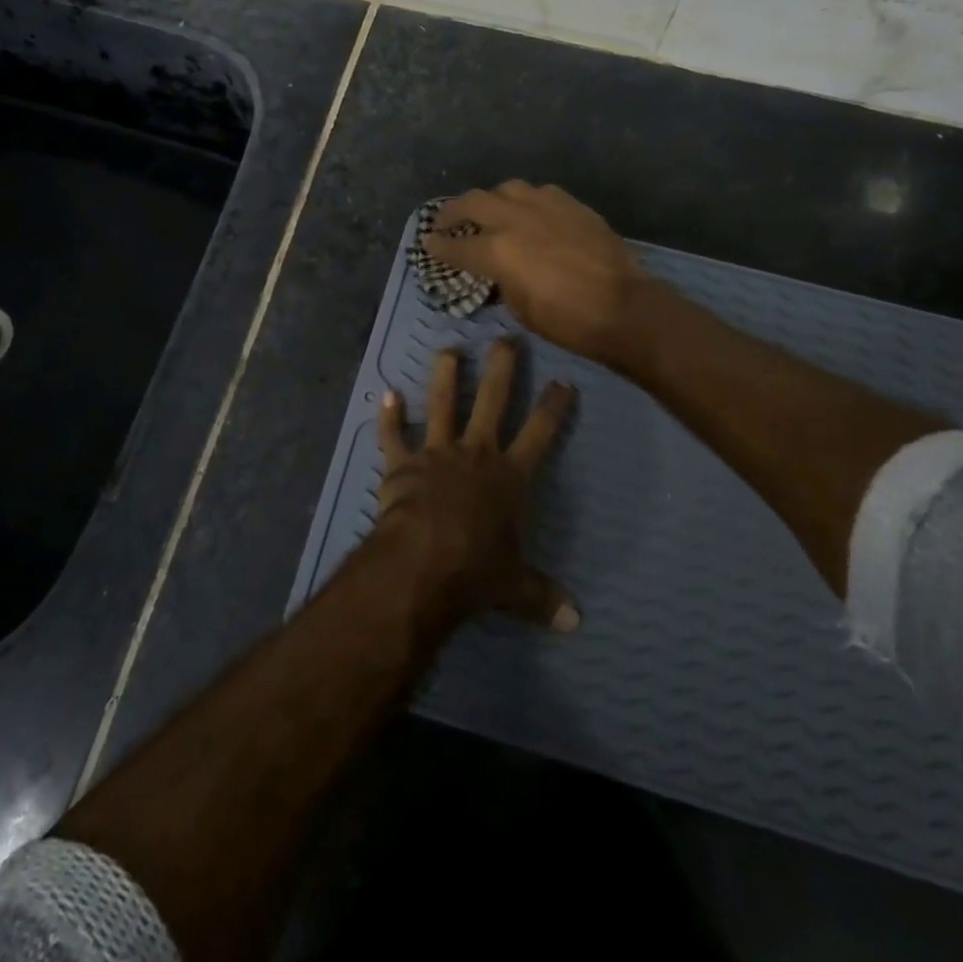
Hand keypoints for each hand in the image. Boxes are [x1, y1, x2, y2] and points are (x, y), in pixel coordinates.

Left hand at [377, 338, 578, 631]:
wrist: (423, 563)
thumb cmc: (476, 570)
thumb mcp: (516, 588)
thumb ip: (544, 597)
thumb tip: (576, 623)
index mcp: (510, 476)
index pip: (540, 432)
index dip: (553, 406)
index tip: (563, 380)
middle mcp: (476, 453)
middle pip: (493, 400)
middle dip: (502, 367)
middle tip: (507, 338)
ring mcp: (436, 453)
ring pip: (442, 403)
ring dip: (444, 375)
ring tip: (449, 348)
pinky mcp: (402, 463)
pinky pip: (393, 435)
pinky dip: (388, 416)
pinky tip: (386, 394)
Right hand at [424, 182, 649, 366]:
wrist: (625, 308)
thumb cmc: (568, 321)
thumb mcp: (521, 309)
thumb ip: (502, 281)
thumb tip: (498, 271)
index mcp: (498, 251)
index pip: (456, 245)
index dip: (438, 246)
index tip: (427, 244)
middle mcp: (517, 219)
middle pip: (473, 202)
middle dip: (453, 211)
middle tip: (445, 221)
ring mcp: (547, 206)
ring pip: (508, 188)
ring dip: (492, 199)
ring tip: (490, 212)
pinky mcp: (573, 205)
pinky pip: (540, 193)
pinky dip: (526, 201)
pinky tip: (530, 214)